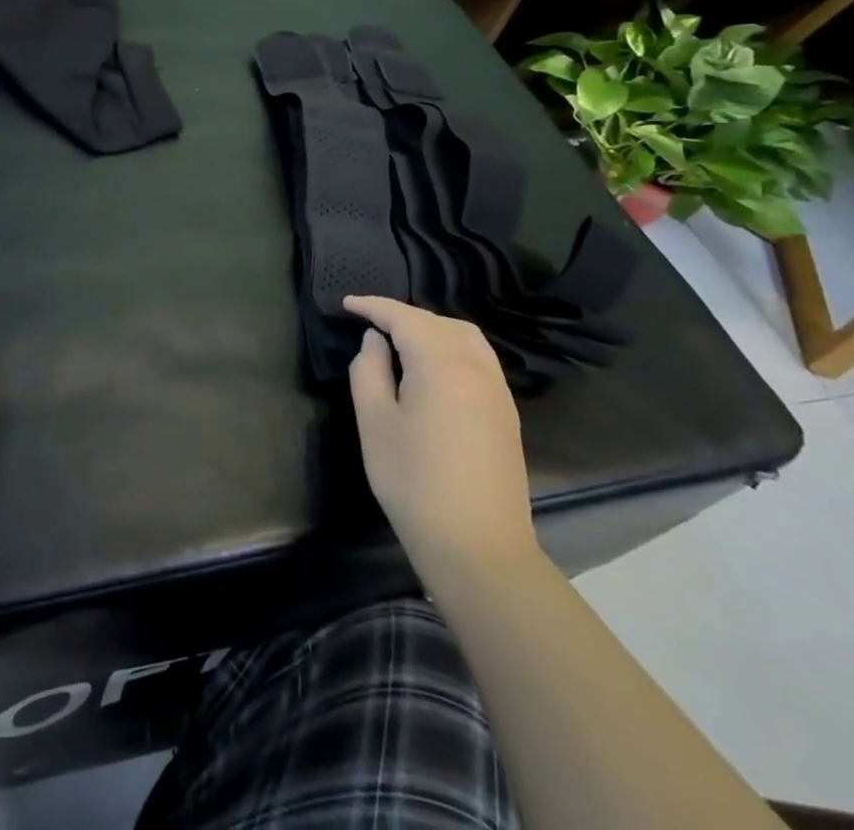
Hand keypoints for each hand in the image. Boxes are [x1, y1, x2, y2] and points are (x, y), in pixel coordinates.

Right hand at [344, 296, 539, 582]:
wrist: (479, 548)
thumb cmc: (414, 482)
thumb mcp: (375, 423)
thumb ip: (369, 371)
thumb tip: (375, 341)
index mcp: (441, 363)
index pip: (404, 317)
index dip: (373, 306)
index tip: (347, 305)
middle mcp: (476, 367)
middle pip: (438, 322)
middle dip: (403, 316)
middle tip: (370, 324)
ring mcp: (497, 391)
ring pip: (465, 337)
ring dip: (432, 329)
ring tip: (402, 341)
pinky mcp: (506, 414)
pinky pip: (479, 359)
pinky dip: (452, 348)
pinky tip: (433, 369)